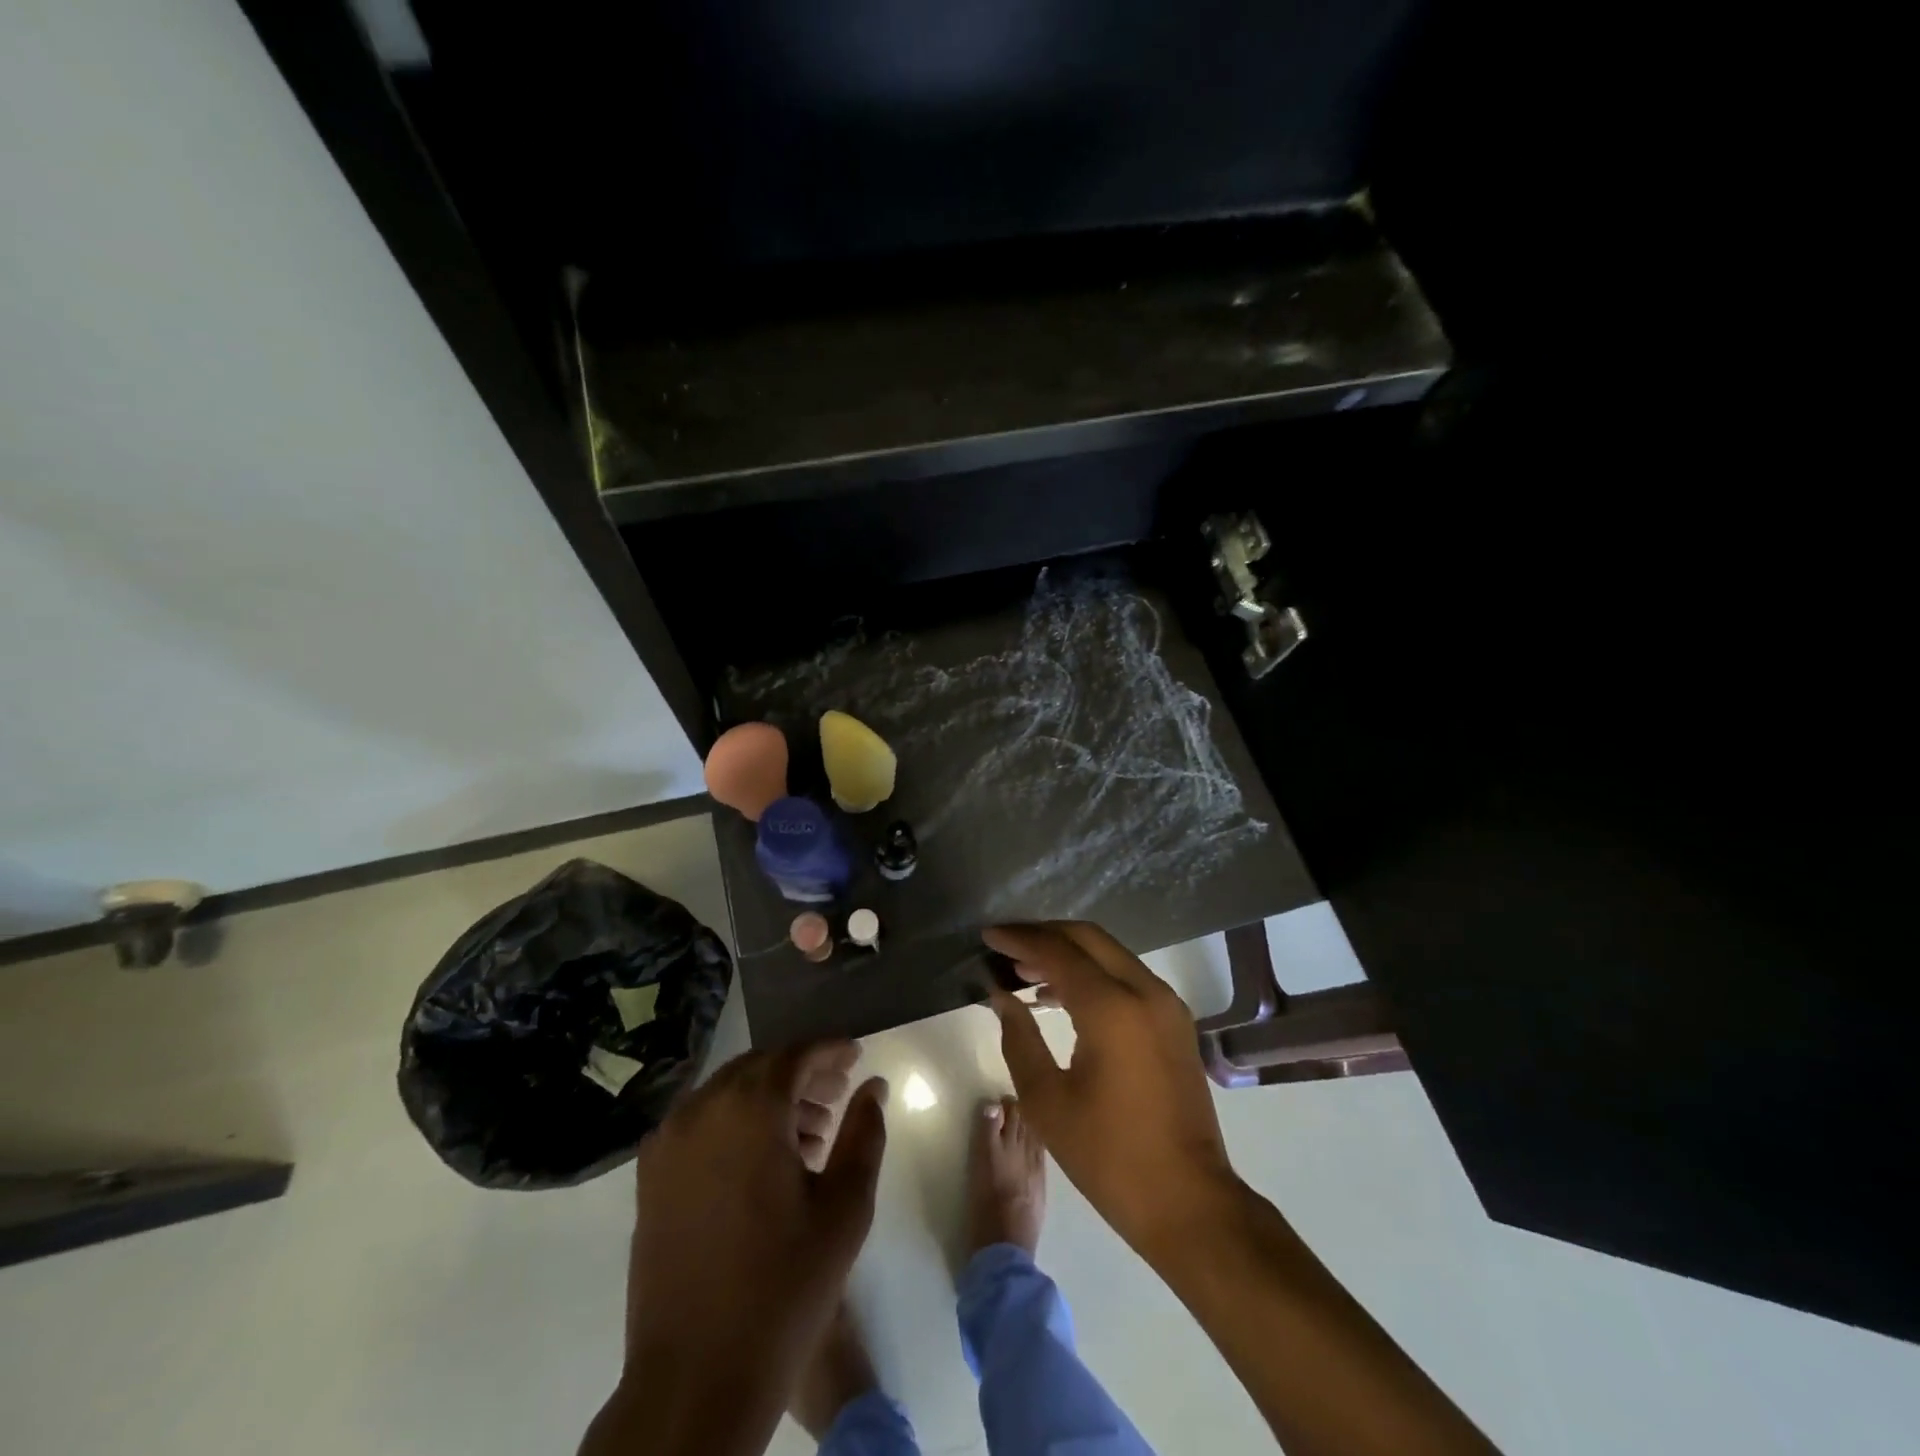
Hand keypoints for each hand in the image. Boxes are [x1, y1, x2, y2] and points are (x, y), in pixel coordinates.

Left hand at [588, 1044, 886, 1455]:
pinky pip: (701, 1121)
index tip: (856, 1055)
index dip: (830, 1051)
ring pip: (728, 1091)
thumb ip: (864, 1132)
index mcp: (750, 1110)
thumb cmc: (784, 1287)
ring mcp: (669, 1141)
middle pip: (760, 1067)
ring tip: (809, 1132)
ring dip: (769, 1096)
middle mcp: (702, 1109)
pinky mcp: (650, 1175)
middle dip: (801, 1072)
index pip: (795, 1055)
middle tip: (838, 1095)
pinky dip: (735, 1120)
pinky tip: (762, 1158)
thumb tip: (874, 1085)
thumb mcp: (845, 1207)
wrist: (695, 1377)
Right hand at [984, 922, 1240, 1257]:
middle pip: (1088, 938)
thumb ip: (1019, 1037)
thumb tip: (1001, 995)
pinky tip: (1060, 996)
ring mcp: (1166, 1005)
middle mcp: (1145, 992)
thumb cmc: (1109, 1156)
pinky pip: (1127, 977)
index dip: (1019, 939)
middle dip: (1044, 935)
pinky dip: (1092, 974)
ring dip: (1068, 953)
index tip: (988, 935)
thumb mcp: (1047, 1101)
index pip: (1058, 951)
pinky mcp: (1175, 1022)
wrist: (1188, 1201)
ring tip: (1024, 971)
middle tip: (1006, 946)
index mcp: (1112, 1008)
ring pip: (1110, 954)